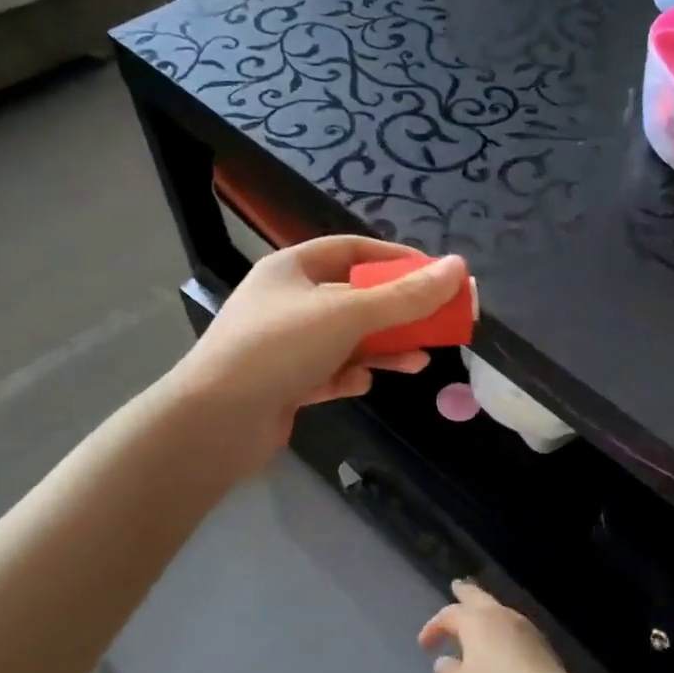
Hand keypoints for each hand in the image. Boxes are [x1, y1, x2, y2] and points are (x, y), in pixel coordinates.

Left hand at [172, 236, 467, 469]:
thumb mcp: (348, 315)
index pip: (352, 250)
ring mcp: (283, 345)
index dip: (396, 259)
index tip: (435, 275)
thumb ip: (405, 296)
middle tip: (437, 323)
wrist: (214, 423)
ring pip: (345, 339)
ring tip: (419, 362)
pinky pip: (328, 371)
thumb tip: (459, 268)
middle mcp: (286, 302)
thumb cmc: (280, 348)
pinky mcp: (283, 384)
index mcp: (292, 269)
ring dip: (382, 348)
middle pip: (354, 298)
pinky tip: (364, 383)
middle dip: (397, 312)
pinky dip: (350, 375)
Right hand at [418, 579, 599, 672]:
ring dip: (485, 612)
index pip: (449, 614)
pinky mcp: (543, 646)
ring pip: (499, 611)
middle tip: (456, 586)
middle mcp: (501, 616)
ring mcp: (526, 628)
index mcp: (476, 622)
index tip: (424, 646)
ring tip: (478, 616)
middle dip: (465, 593)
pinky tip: (501, 643)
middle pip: (479, 597)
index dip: (433, 627)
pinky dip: (501, 631)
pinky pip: (514, 629)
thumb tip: (446, 662)